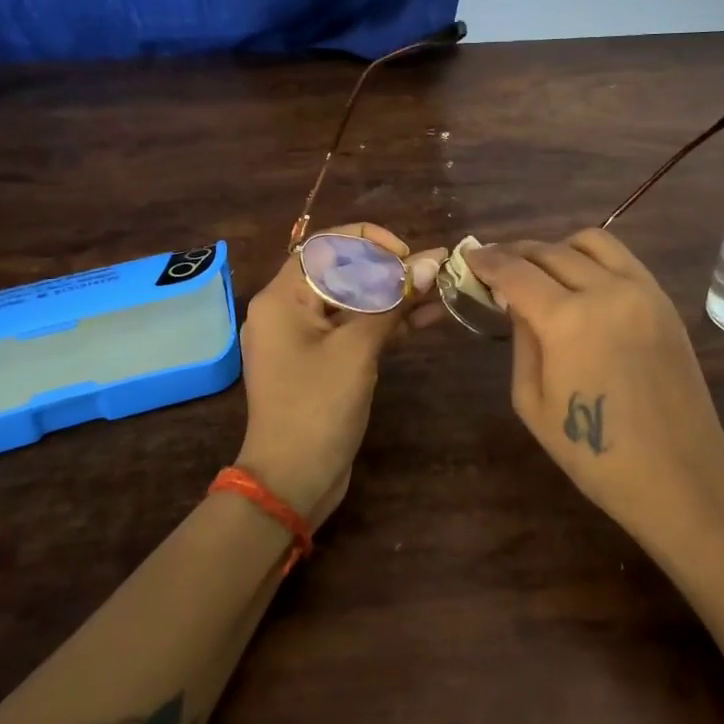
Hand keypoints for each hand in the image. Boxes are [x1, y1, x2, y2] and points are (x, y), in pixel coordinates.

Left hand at [236, 223, 445, 525]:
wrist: (291, 482)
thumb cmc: (317, 407)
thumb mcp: (358, 349)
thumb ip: (394, 301)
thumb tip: (433, 261)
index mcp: (283, 296)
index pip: (327, 245)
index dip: (371, 241)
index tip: (407, 254)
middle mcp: (288, 308)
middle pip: (342, 271)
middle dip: (389, 269)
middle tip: (432, 274)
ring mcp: (304, 337)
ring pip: (353, 301)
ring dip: (394, 295)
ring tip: (441, 289)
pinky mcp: (321, 360)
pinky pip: (354, 328)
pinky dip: (386, 322)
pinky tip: (427, 316)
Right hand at [467, 231, 723, 541]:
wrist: (679, 475)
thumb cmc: (595, 454)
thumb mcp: (533, 402)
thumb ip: (522, 340)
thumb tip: (516, 301)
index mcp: (566, 320)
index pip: (515, 271)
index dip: (487, 260)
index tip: (470, 256)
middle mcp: (605, 291)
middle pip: (549, 251)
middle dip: (515, 252)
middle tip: (496, 263)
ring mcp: (640, 290)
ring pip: (590, 241)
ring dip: (557, 246)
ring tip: (540, 268)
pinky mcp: (663, 299)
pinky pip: (622, 257)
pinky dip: (592, 257)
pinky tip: (580, 278)